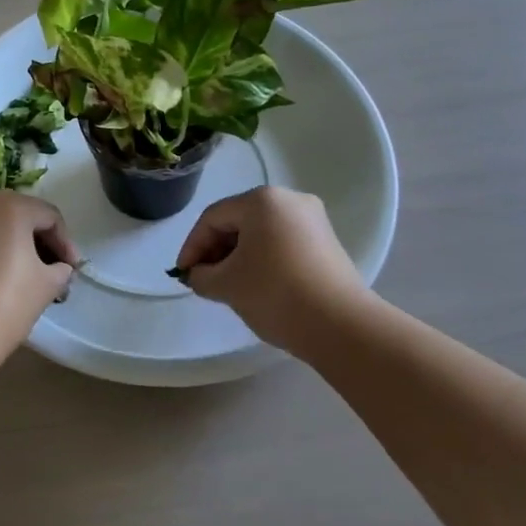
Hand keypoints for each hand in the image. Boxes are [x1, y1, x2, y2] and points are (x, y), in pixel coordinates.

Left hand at [0, 193, 80, 362]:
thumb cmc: (7, 302)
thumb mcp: (47, 285)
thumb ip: (61, 269)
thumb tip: (60, 268)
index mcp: (10, 206)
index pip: (49, 216)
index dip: (66, 243)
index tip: (73, 270)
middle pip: (21, 216)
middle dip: (41, 243)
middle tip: (56, 271)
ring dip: (17, 246)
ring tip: (31, 277)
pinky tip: (2, 278)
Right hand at [173, 186, 366, 351]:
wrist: (341, 326)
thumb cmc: (275, 294)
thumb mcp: (226, 285)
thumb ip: (201, 276)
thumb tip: (199, 274)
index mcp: (262, 200)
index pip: (213, 217)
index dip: (192, 246)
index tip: (183, 274)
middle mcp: (290, 200)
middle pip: (238, 221)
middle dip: (216, 250)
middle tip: (203, 279)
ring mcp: (313, 220)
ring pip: (261, 233)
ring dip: (238, 256)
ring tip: (228, 285)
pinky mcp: (327, 243)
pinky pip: (283, 243)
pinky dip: (263, 259)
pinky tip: (257, 285)